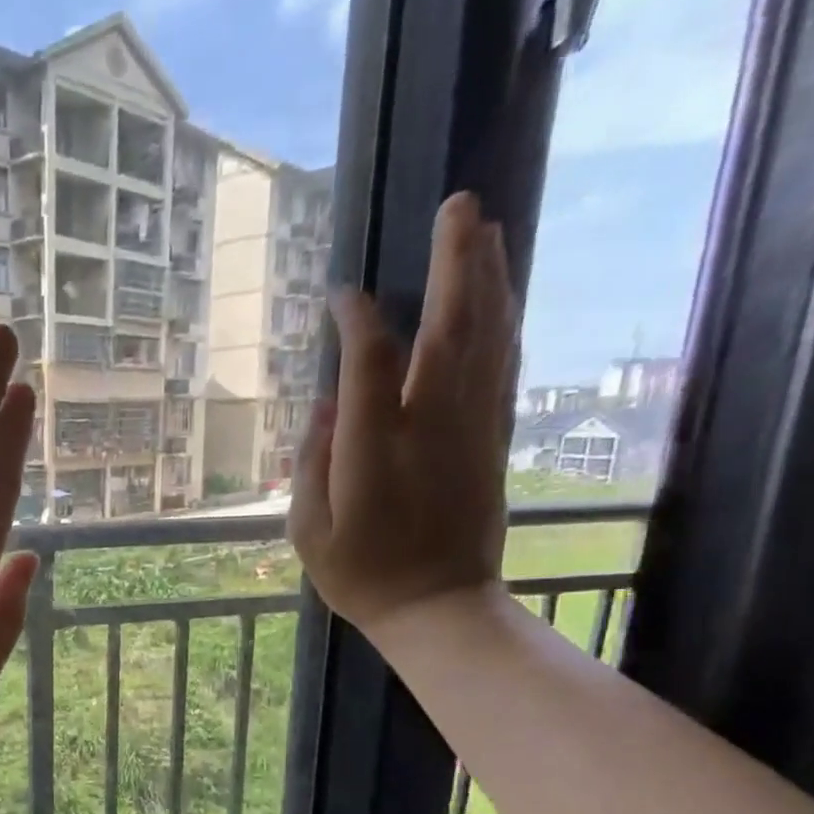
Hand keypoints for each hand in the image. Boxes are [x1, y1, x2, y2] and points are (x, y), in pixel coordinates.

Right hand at [289, 192, 515, 638]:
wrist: (439, 608)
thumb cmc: (362, 575)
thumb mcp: (309, 531)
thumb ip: (310, 464)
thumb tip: (324, 406)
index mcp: (375, 448)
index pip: (370, 361)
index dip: (358, 319)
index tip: (341, 295)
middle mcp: (431, 424)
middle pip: (450, 328)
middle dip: (456, 263)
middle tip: (460, 205)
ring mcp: (471, 429)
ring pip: (488, 339)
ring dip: (490, 280)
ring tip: (488, 230)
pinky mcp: (493, 440)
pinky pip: (502, 369)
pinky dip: (503, 325)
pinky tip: (502, 298)